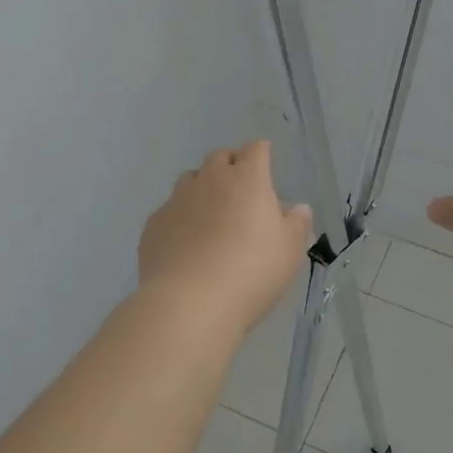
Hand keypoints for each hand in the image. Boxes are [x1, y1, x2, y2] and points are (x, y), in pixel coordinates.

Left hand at [137, 139, 313, 339]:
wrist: (190, 303)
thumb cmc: (252, 271)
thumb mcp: (290, 251)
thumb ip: (296, 224)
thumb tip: (298, 208)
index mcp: (247, 179)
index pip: (255, 150)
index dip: (261, 152)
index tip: (265, 160)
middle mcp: (210, 180)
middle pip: (220, 157)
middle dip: (231, 164)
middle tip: (240, 187)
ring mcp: (177, 200)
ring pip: (190, 179)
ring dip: (202, 187)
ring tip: (210, 213)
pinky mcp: (154, 224)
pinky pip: (169, 210)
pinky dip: (180, 217)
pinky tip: (185, 241)